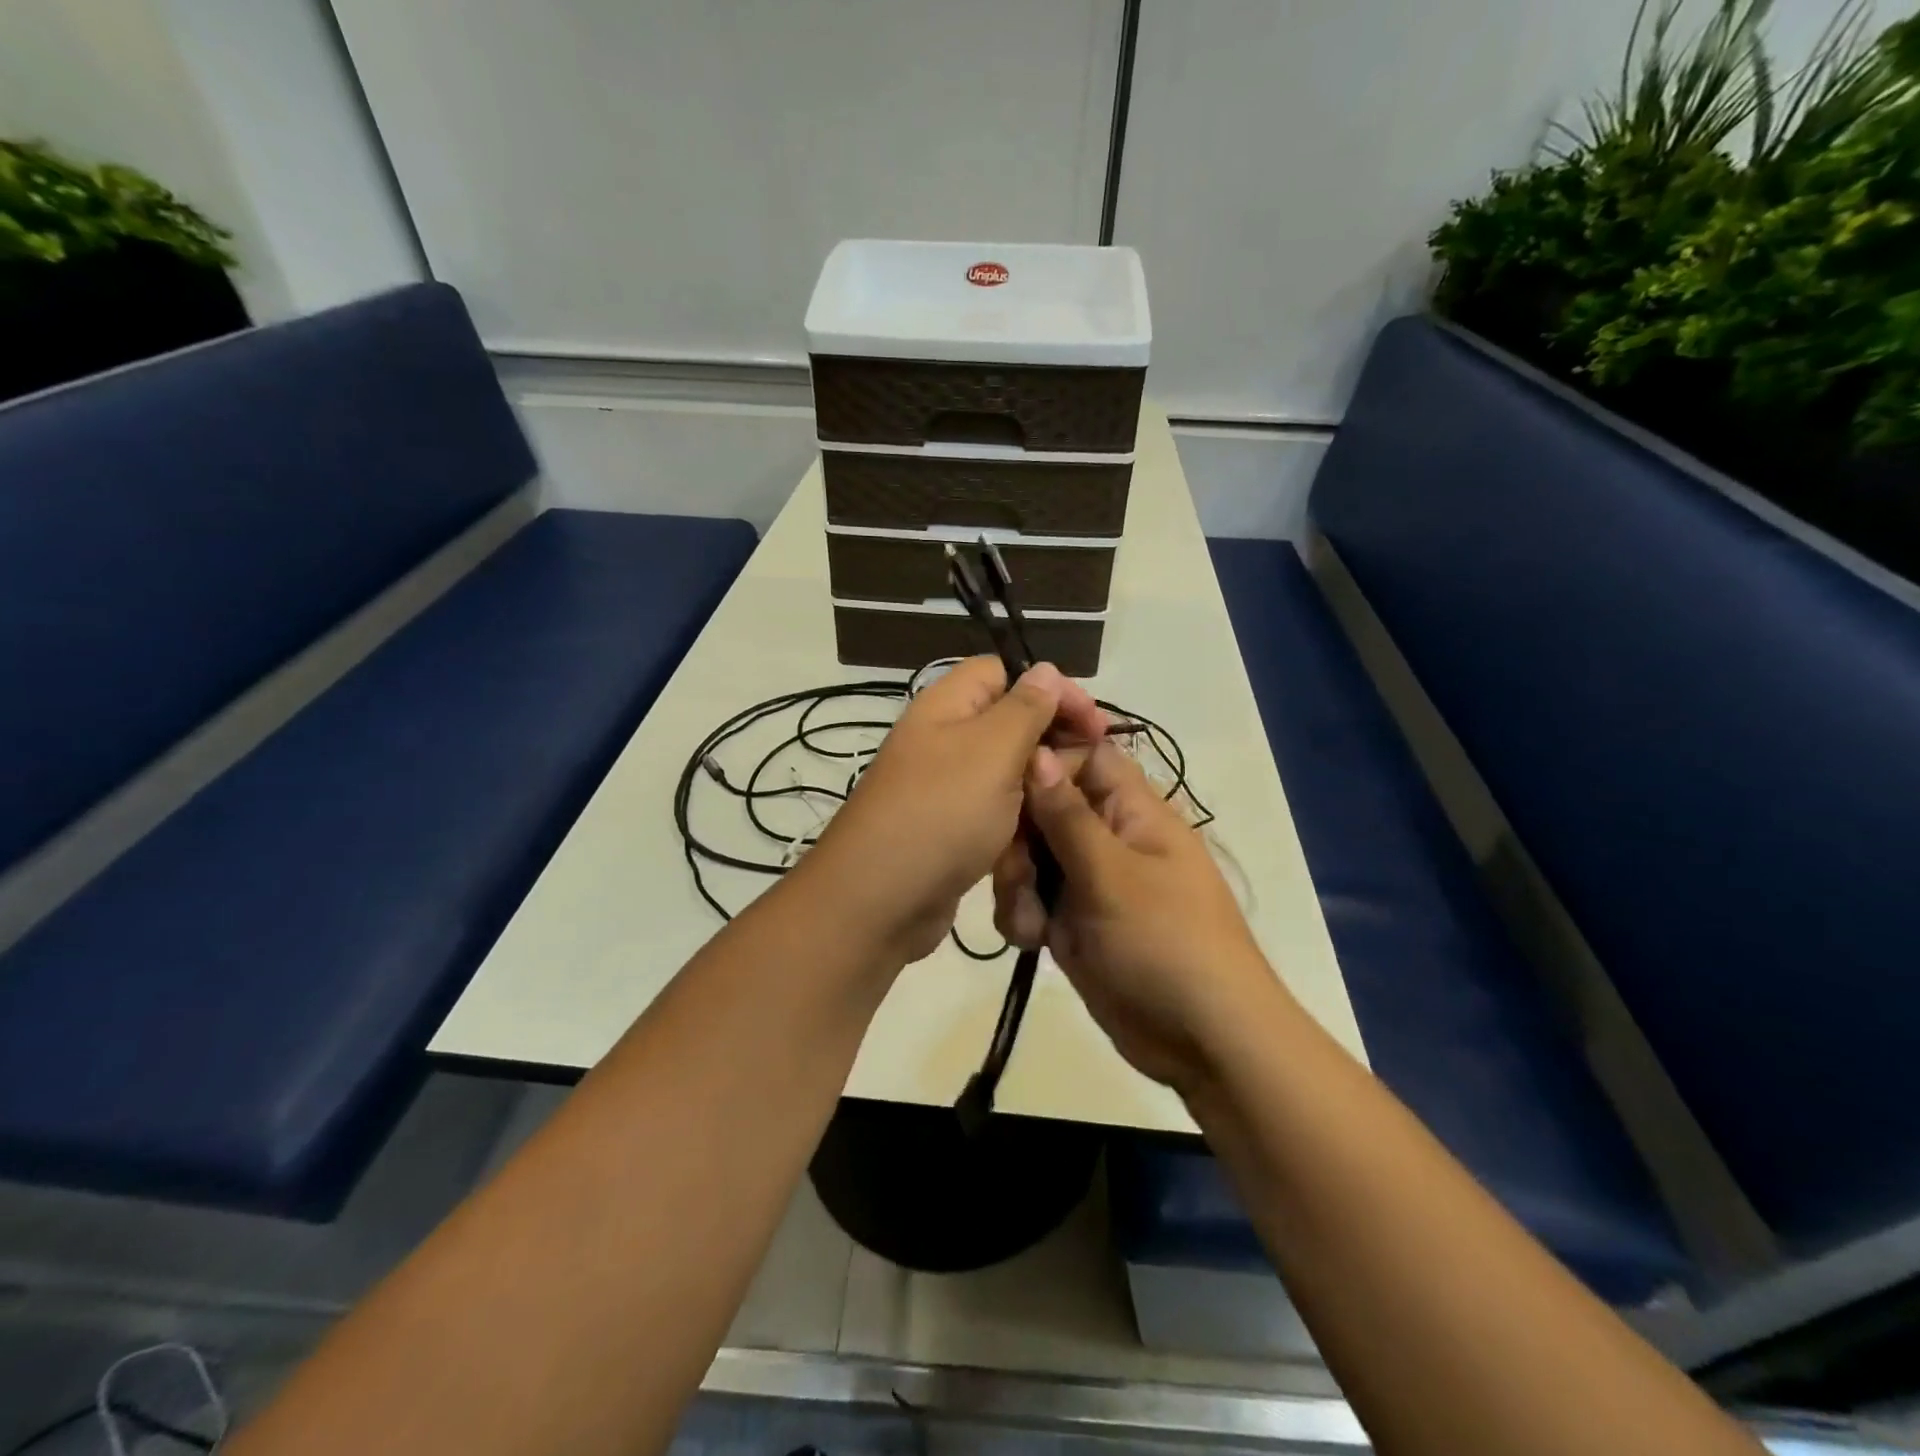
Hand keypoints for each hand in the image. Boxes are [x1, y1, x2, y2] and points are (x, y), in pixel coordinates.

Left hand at [804, 657, 1104, 964]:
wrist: (879, 901)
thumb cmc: (942, 813)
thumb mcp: (992, 750)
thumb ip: (1024, 708)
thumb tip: (1046, 669)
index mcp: (946, 706)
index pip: (1002, 671)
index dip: (1050, 687)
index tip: (1092, 721)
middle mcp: (943, 739)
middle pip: (1008, 720)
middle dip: (1052, 736)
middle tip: (1092, 761)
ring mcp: (945, 787)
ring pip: (1005, 769)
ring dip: (1041, 780)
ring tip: (1075, 797)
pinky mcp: (950, 828)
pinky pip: (995, 808)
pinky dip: (1021, 814)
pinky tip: (1049, 829)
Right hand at [992, 741, 1278, 1093]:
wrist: (1203, 1041)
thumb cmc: (1166, 943)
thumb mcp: (1112, 874)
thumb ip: (1067, 815)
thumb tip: (1038, 751)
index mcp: (1132, 811)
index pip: (1083, 756)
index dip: (1043, 762)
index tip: (1003, 787)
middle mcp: (1107, 837)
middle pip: (1044, 808)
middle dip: (1018, 839)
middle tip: (1016, 874)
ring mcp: (1088, 880)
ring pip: (1030, 856)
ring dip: (1015, 884)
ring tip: (1029, 923)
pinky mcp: (1072, 921)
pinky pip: (1031, 899)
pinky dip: (1022, 917)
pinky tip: (1031, 942)